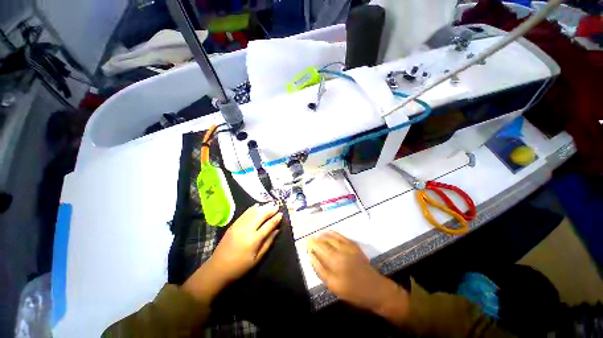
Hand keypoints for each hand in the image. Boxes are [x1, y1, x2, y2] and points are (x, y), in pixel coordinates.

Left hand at [182, 203, 281, 302]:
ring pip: (253, 213)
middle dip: (270, 210)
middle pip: (261, 216)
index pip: (268, 225)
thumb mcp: (257, 259)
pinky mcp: (232, 225)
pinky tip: (256, 206)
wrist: (217, 269)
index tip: (281, 214)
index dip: (276, 219)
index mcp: (254, 240)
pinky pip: (244, 214)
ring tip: (270, 203)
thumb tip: (277, 231)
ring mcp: (238, 226)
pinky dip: (251, 209)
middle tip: (277, 205)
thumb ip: (268, 243)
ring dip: (262, 207)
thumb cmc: (240, 267)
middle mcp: (247, 230)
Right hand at [307, 231, 408, 321]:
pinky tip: (329, 233)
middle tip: (310, 240)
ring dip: (322, 236)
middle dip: (315, 240)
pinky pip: (340, 236)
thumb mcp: (334, 286)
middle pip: (324, 242)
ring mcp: (347, 247)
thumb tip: (311, 257)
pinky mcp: (354, 245)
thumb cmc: (354, 292)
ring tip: (317, 236)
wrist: (376, 289)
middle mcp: (340, 251)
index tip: (307, 245)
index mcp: (334, 262)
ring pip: (331, 237)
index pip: (318, 249)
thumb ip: (321, 270)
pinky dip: (333, 233)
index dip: (311, 246)